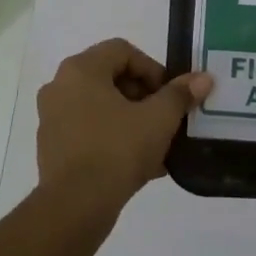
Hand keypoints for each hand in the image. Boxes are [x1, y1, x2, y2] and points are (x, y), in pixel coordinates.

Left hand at [36, 39, 212, 207]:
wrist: (76, 205)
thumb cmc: (117, 150)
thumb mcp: (158, 119)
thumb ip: (180, 94)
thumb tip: (203, 79)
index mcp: (81, 70)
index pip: (123, 51)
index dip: (152, 69)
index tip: (169, 95)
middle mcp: (60, 86)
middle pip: (110, 77)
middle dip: (144, 96)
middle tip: (165, 118)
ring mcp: (52, 118)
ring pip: (101, 107)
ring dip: (131, 119)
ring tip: (157, 144)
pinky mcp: (52, 146)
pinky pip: (89, 131)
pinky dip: (114, 138)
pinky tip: (140, 164)